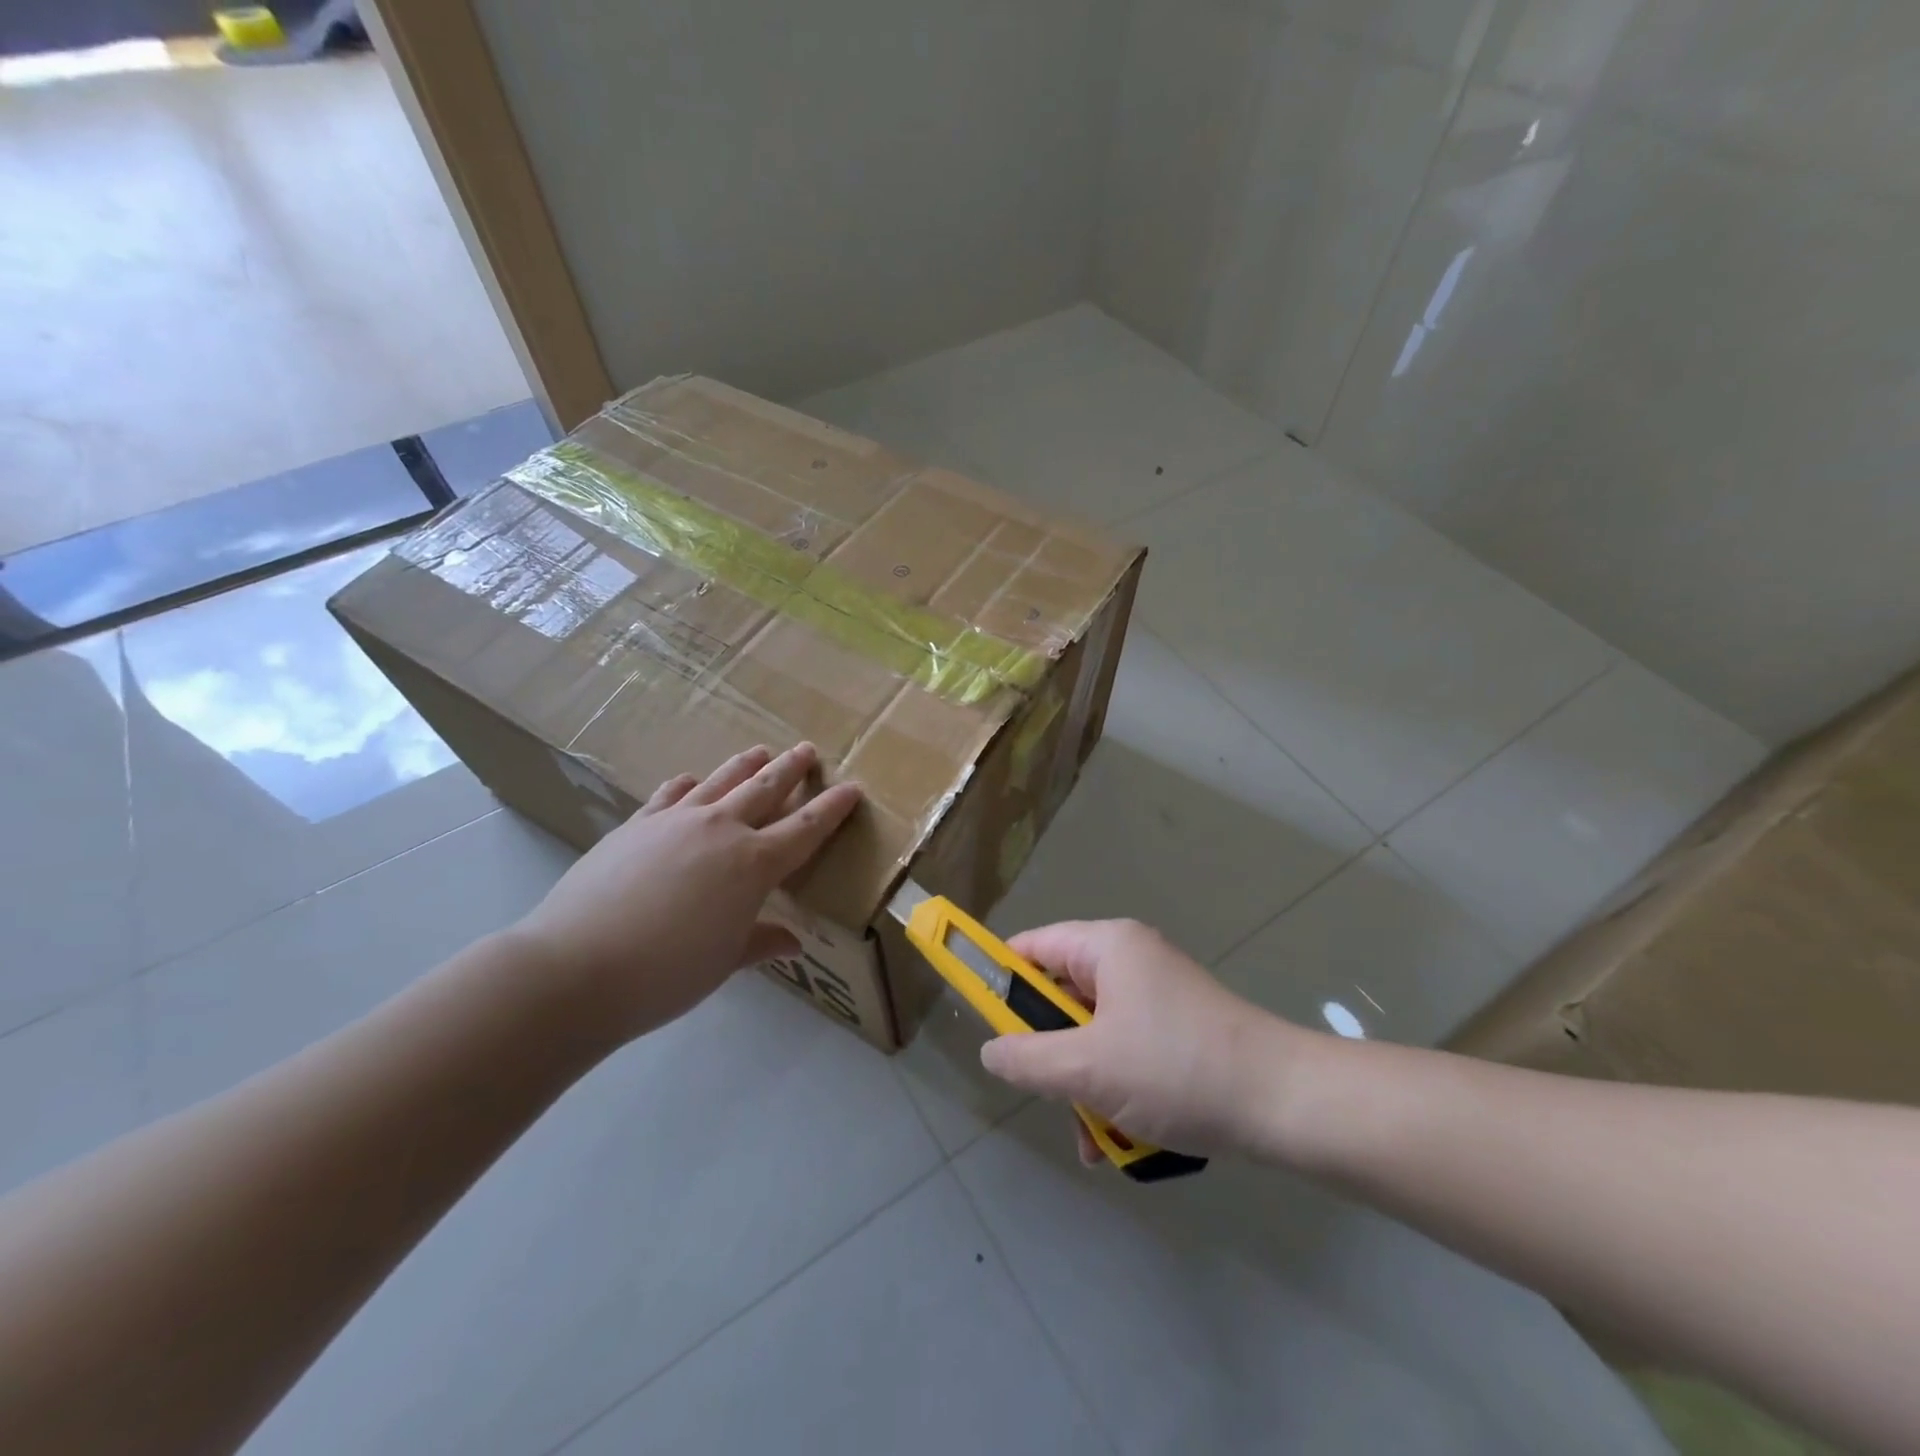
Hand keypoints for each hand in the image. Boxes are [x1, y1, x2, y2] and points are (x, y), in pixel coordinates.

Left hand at [511, 743, 862, 1043]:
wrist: (577, 967)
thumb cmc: (667, 973)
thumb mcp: (725, 962)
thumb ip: (761, 942)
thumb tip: (793, 941)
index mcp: (754, 864)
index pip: (806, 828)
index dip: (833, 808)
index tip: (852, 788)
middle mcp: (721, 830)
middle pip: (765, 789)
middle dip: (791, 770)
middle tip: (807, 751)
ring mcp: (675, 821)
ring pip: (720, 781)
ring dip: (745, 766)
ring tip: (761, 751)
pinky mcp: (636, 825)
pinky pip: (670, 795)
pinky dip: (687, 785)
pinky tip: (690, 780)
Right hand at [979, 919, 1305, 1160]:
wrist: (1286, 1104)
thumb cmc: (1176, 1069)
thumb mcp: (1088, 1068)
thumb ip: (1028, 1059)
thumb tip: (991, 1052)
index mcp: (1108, 946)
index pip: (1033, 946)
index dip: (1001, 979)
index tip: (985, 1024)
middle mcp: (1132, 961)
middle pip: (1063, 996)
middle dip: (1052, 1053)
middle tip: (1050, 1093)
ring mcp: (1160, 997)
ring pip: (1095, 1034)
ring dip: (1085, 1085)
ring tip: (1093, 1137)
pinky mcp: (1181, 1031)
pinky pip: (1128, 1053)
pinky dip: (1118, 1091)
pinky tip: (1122, 1140)